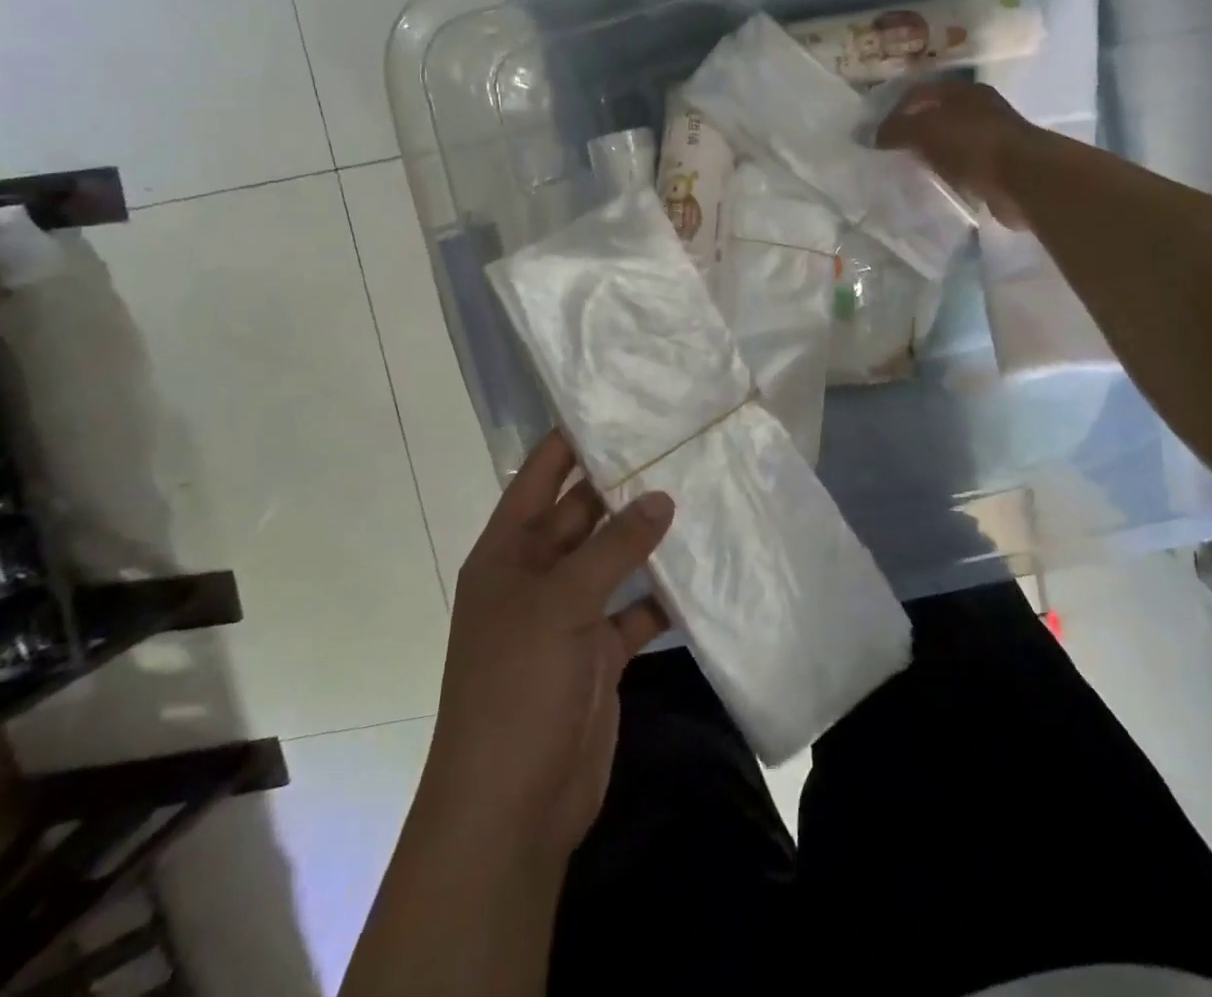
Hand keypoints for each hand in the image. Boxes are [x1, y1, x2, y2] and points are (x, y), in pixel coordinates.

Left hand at [419, 430, 674, 863]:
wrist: (512, 806)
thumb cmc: (517, 685)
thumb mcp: (560, 604)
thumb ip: (614, 547)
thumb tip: (662, 496)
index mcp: (508, 551)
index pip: (540, 476)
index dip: (571, 440)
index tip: (619, 404)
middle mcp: (537, 574)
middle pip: (583, 514)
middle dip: (624, 485)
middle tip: (678, 445)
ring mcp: (569, 615)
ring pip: (614, 560)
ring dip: (648, 538)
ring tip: (701, 494)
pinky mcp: (599, 652)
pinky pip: (635, 609)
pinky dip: (663, 595)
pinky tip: (703, 571)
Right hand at [877, 78, 1033, 225]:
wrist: (1023, 179)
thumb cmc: (974, 144)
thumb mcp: (926, 130)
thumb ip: (896, 130)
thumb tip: (869, 136)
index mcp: (962, 91)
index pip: (919, 92)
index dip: (894, 109)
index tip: (875, 133)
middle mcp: (978, 109)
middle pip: (934, 116)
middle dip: (910, 132)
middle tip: (886, 152)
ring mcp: (989, 138)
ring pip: (948, 142)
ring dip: (928, 154)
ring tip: (903, 170)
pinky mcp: (995, 166)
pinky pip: (961, 166)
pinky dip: (945, 173)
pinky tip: (931, 183)